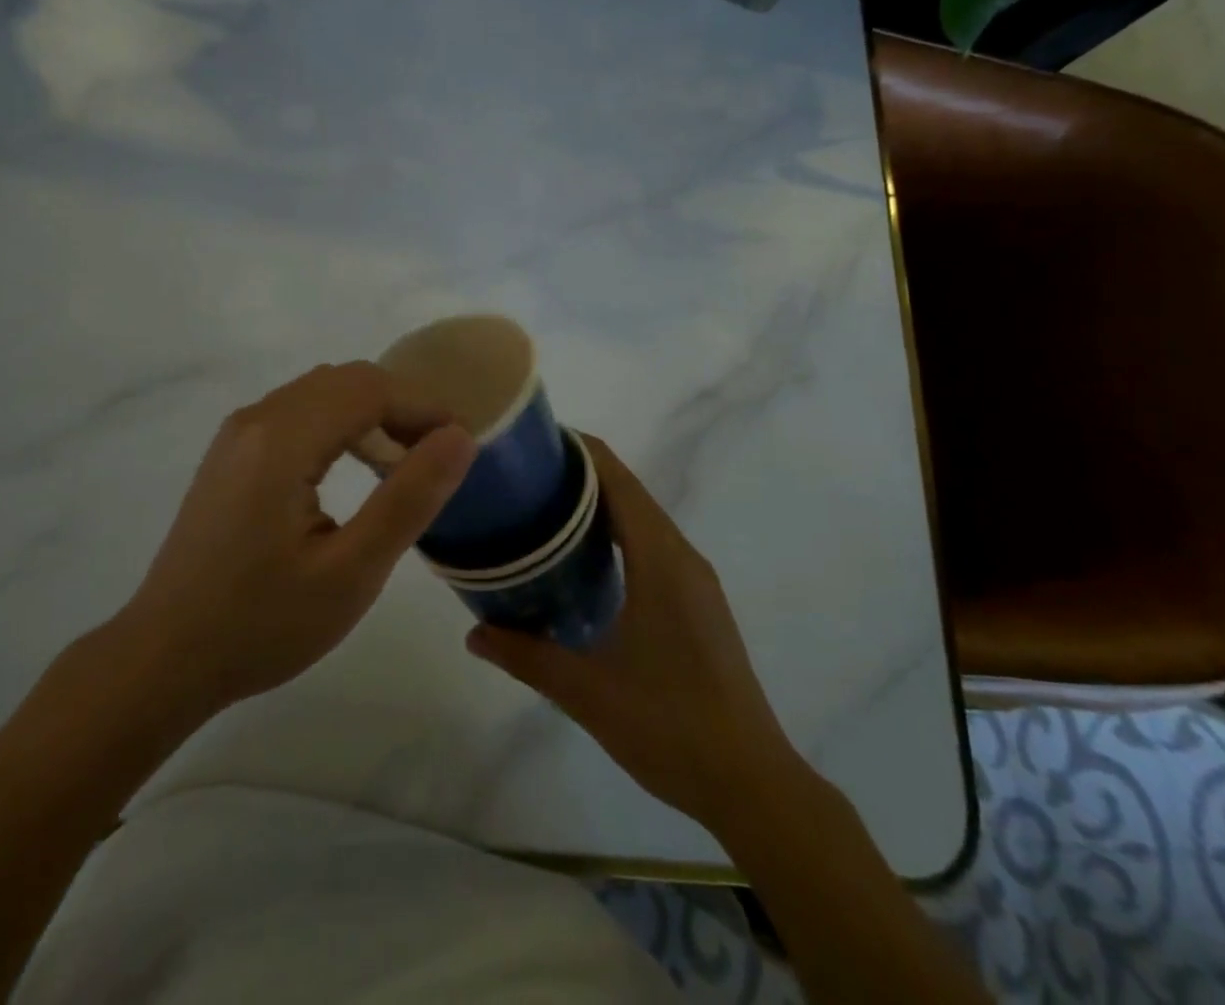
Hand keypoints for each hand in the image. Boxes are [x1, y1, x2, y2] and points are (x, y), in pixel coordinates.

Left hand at [112, 362, 473, 724]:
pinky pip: (298, 413)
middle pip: (346, 380)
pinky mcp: (231, 453)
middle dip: (400, 406)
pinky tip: (353, 470)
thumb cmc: (261, 624)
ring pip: (322, 392)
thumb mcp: (351, 572)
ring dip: (370, 414)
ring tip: (403, 464)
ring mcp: (237, 434)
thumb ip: (409, 498)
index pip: (370, 388)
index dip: (424, 407)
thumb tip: (460, 437)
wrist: (163, 659)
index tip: (462, 446)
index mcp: (281, 439)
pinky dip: (339, 425)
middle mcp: (256, 419)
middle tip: (437, 458)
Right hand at [466, 436, 792, 833]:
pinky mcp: (698, 603)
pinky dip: (617, 534)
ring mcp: (695, 580)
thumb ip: (526, 656)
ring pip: (642, 519)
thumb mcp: (586, 692)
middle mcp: (682, 556)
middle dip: (578, 475)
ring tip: (542, 511)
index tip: (532, 441)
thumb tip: (472, 634)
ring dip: (598, 506)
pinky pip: (652, 546)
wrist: (752, 784)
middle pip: (628, 491)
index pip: (617, 478)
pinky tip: (583, 562)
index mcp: (660, 559)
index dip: (578, 449)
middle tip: (522, 478)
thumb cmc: (670, 726)